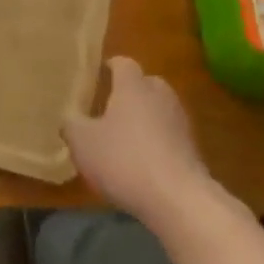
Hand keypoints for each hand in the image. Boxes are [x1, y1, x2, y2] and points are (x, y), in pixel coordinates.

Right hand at [65, 58, 213, 231]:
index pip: (123, 63)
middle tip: (110, 109)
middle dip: (130, 93)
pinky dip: (158, 144)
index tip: (98, 76)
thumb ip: (71, 125)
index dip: (110, 67)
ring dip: (145, 120)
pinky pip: (170, 137)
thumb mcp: (83, 143)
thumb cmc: (125, 160)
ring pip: (159, 110)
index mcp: (133, 86)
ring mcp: (180, 122)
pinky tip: (143, 165)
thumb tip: (70, 118)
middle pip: (145, 84)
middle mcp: (160, 95)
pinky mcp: (193, 150)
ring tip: (126, 140)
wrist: (179, 200)